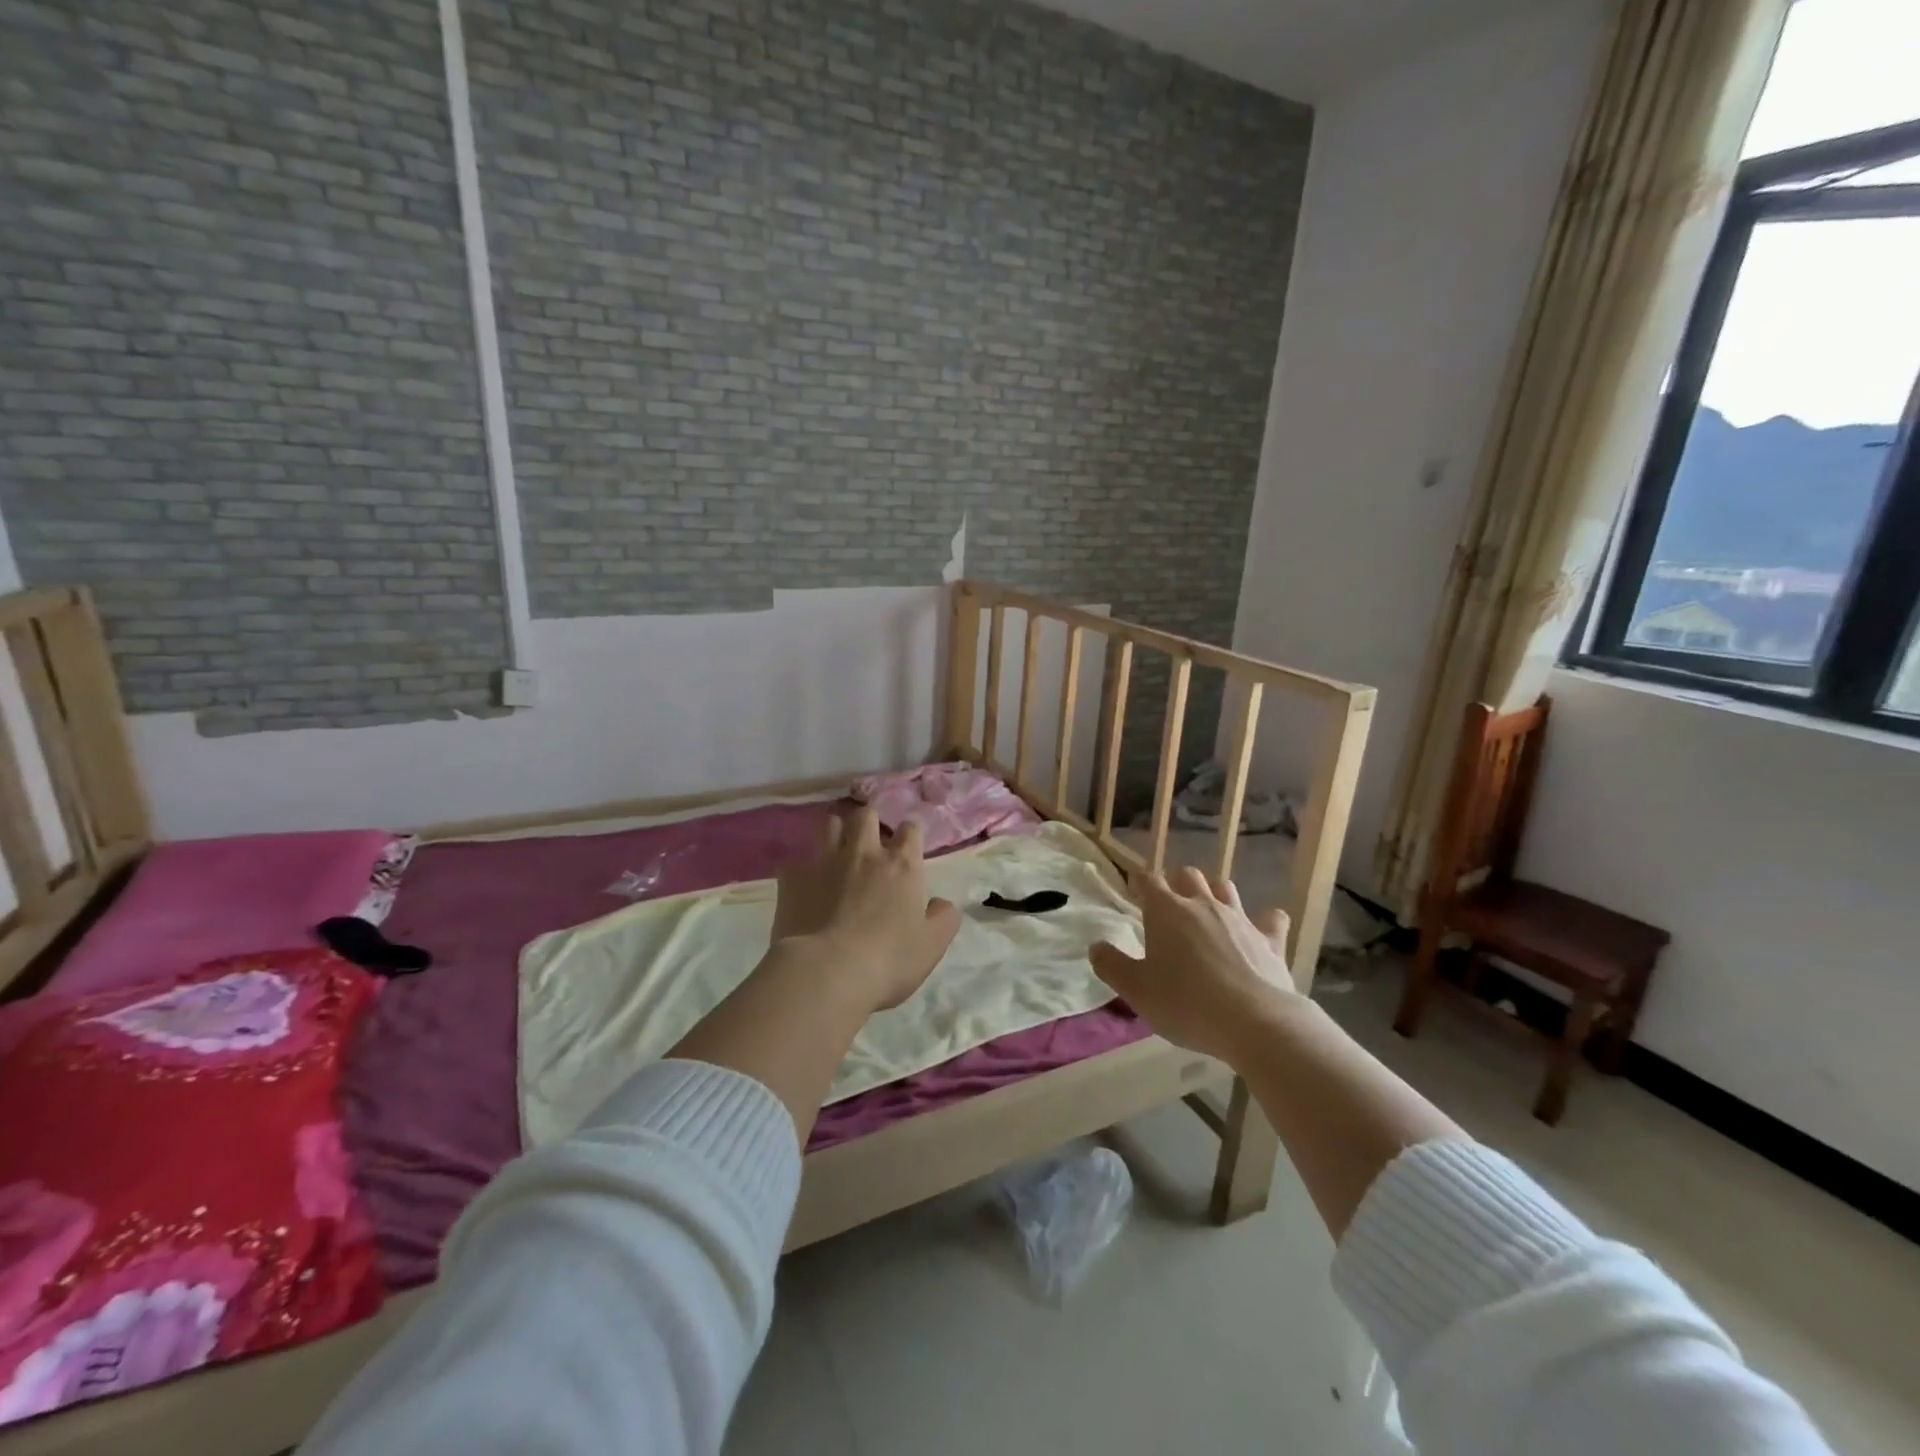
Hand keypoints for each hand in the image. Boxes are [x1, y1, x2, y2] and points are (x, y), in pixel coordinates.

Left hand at [772, 806, 961, 1011]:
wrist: (827, 972)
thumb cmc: (888, 960)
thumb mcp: (932, 945)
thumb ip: (943, 918)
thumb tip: (940, 903)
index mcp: (902, 865)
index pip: (910, 829)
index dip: (910, 835)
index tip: (907, 848)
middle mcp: (864, 853)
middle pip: (866, 815)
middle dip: (870, 823)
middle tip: (870, 845)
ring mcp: (825, 861)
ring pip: (830, 824)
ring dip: (836, 834)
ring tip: (837, 854)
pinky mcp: (793, 877)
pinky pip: (797, 860)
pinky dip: (803, 869)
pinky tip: (805, 887)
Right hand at [1090, 867, 1297, 1062]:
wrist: (1255, 1023)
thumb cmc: (1185, 1003)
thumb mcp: (1136, 990)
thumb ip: (1111, 965)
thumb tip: (1096, 946)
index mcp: (1166, 911)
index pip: (1148, 880)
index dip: (1139, 883)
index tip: (1134, 893)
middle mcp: (1202, 904)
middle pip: (1188, 875)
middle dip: (1177, 883)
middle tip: (1169, 906)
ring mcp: (1240, 919)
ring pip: (1225, 888)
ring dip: (1215, 894)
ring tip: (1208, 913)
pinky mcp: (1270, 940)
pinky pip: (1272, 920)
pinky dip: (1266, 920)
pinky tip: (1263, 928)